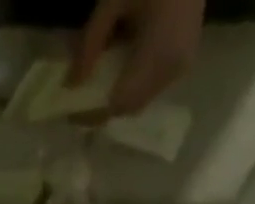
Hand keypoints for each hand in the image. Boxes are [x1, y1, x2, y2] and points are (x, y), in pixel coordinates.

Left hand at [70, 0, 205, 116]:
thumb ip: (91, 40)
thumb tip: (70, 83)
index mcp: (159, 53)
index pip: (118, 103)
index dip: (94, 112)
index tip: (72, 109)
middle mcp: (172, 70)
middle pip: (129, 106)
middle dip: (104, 105)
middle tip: (82, 95)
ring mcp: (181, 68)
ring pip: (140, 100)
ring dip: (118, 94)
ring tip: (99, 78)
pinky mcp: (184, 63)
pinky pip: (151, 87)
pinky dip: (133, 83)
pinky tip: (121, 65)